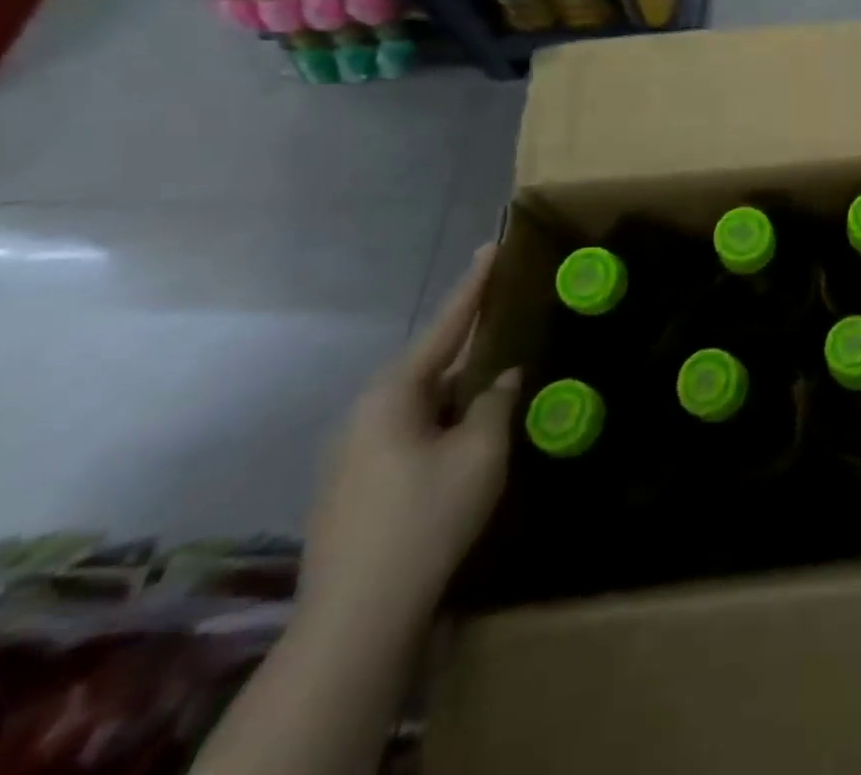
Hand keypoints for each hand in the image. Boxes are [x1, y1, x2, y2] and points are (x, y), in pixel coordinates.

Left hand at [298, 245, 520, 634]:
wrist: (357, 616)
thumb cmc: (426, 516)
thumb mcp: (480, 451)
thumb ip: (496, 403)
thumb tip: (503, 379)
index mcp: (393, 393)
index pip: (446, 324)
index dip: (475, 284)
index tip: (492, 245)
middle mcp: (366, 411)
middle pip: (431, 363)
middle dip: (470, 347)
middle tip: (507, 325)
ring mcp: (353, 450)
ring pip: (421, 402)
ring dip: (458, 393)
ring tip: (496, 391)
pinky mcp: (354, 483)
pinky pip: (409, 431)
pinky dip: (442, 422)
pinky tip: (465, 440)